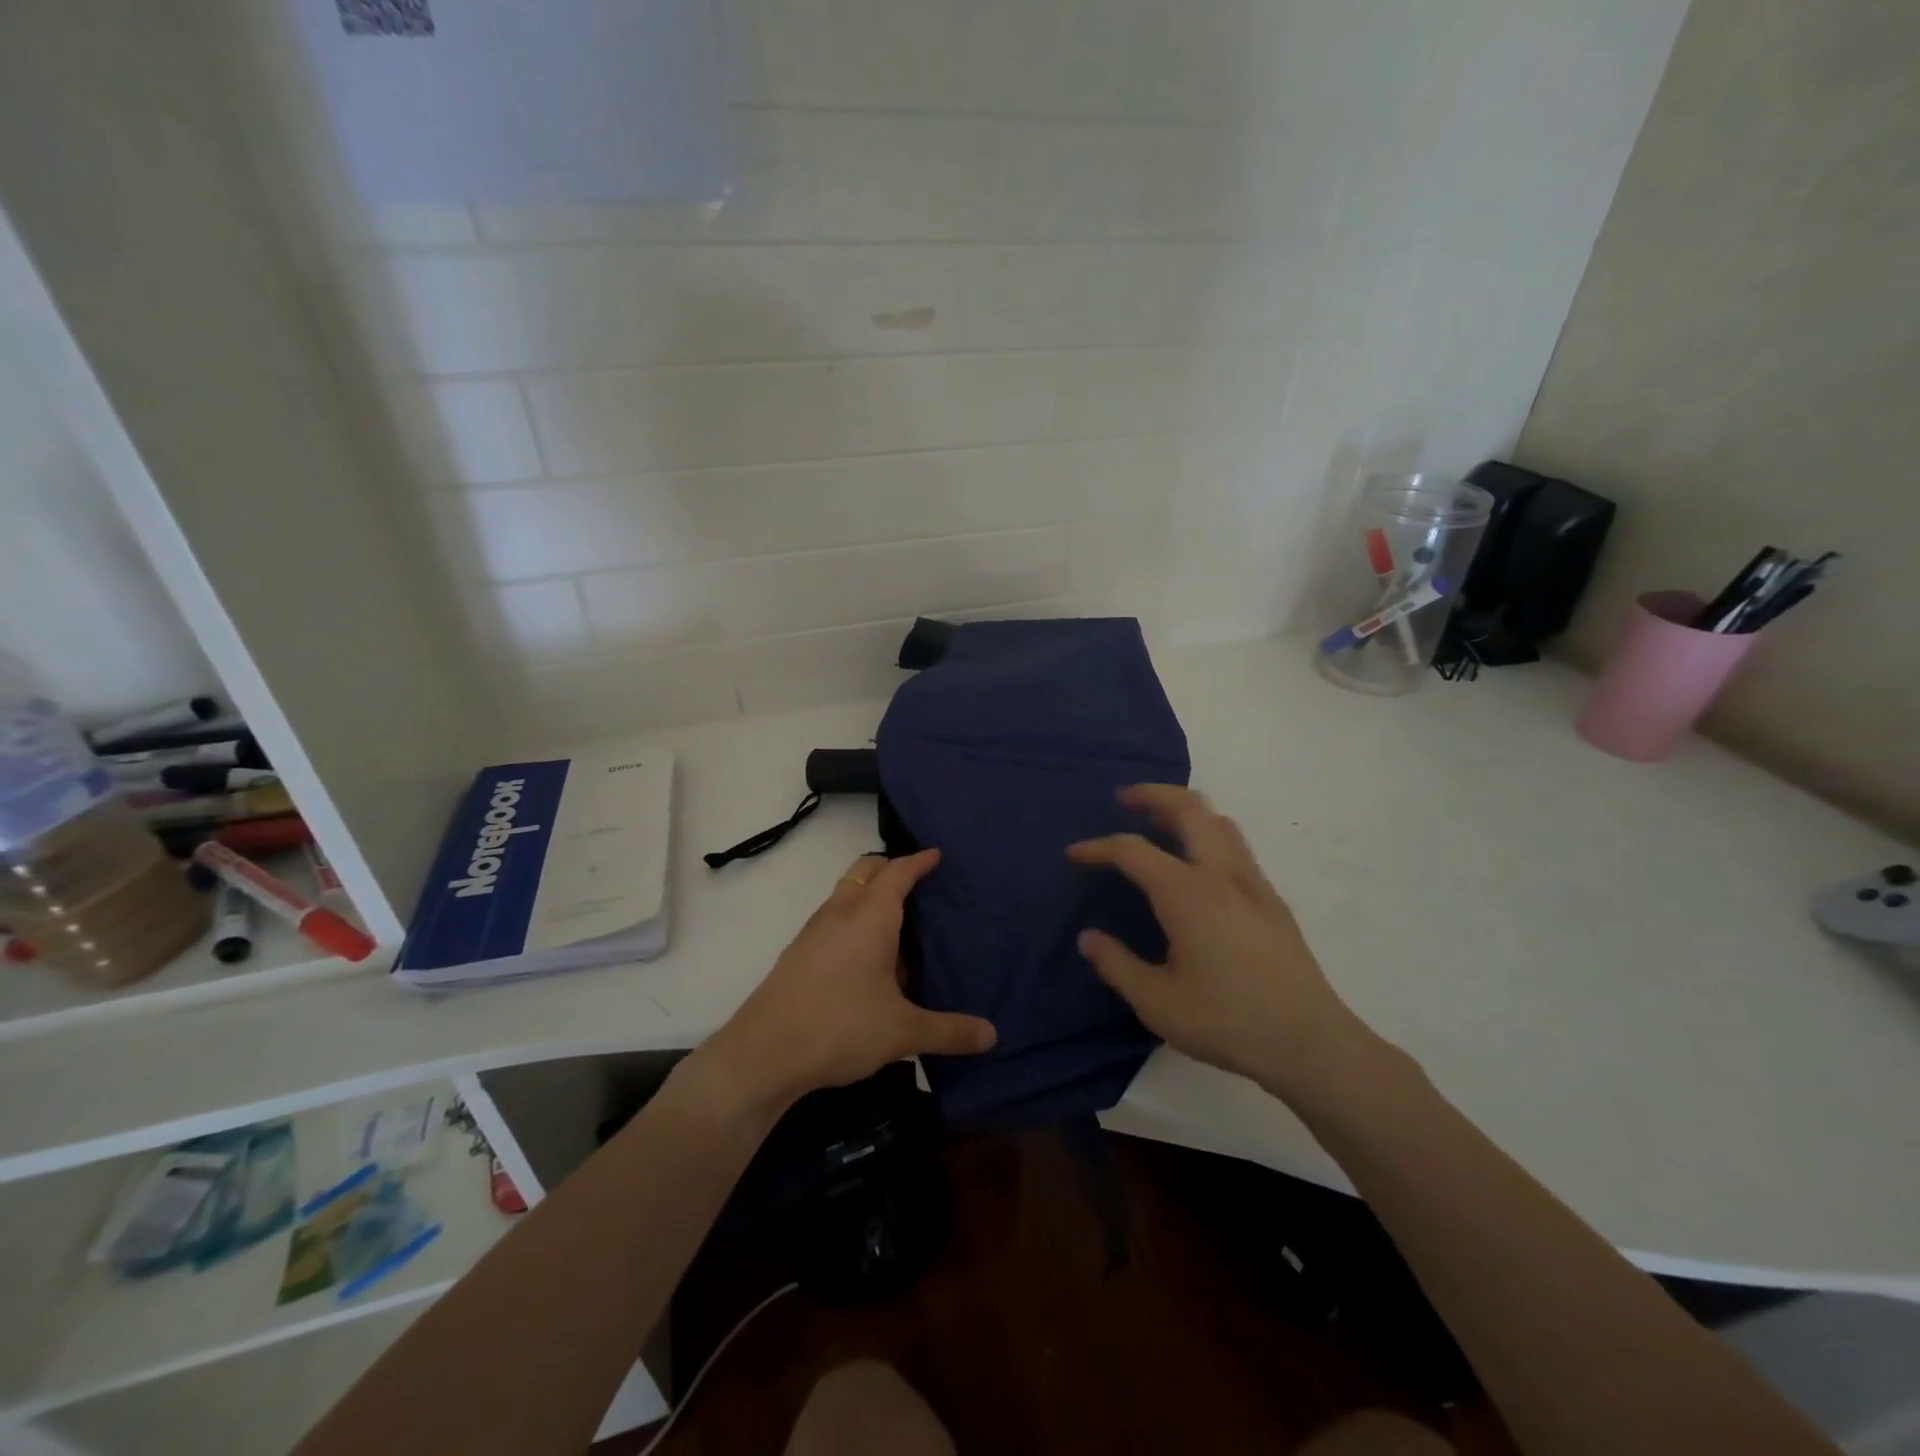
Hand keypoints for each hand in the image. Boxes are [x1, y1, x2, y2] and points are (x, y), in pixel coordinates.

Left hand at [705, 850, 996, 1108]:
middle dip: (891, 869)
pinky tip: (867, 960)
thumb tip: (992, 1036)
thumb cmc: (840, 1027)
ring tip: (898, 924)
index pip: (898, 872)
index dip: (918, 861)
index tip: (935, 854)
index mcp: (870, 916)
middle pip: (866, 871)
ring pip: (846, 894)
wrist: (762, 1054)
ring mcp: (814, 932)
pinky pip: (833, 920)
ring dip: (869, 896)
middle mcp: (840, 912)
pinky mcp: (797, 954)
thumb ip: (948, 1031)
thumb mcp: (902, 1032)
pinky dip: (853, 921)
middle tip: (918, 883)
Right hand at [1067, 785, 1379, 1095]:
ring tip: (1159, 822)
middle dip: (1152, 794)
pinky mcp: (1272, 899)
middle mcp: (1221, 874)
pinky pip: (1235, 843)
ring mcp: (1253, 882)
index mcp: (1187, 894)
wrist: (1310, 1043)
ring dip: (1184, 808)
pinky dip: (1208, 831)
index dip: (1098, 847)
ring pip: (1218, 820)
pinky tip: (1197, 863)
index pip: (1132, 851)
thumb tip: (1088, 938)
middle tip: (1124, 798)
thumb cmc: (1227, 1022)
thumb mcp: (1157, 1002)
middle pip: (1187, 807)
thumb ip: (1116, 965)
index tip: (1074, 855)